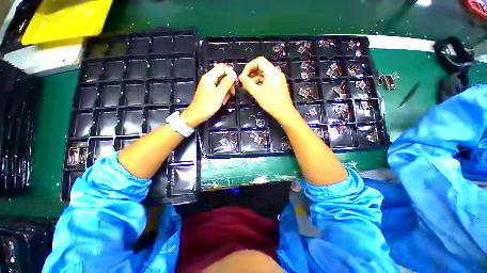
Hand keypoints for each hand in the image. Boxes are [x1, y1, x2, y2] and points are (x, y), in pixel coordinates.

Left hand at [181, 64, 236, 126]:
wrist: (197, 115)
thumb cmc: (207, 105)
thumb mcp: (219, 94)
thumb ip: (226, 83)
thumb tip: (233, 75)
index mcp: (210, 76)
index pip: (223, 67)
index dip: (231, 73)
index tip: (235, 83)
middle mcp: (209, 78)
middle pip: (223, 75)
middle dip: (230, 83)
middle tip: (232, 93)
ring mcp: (210, 85)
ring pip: (223, 83)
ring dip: (227, 90)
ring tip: (226, 99)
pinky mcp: (210, 91)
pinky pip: (220, 89)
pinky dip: (223, 94)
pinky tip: (223, 101)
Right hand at [239, 57, 294, 120]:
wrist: (284, 112)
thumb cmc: (271, 102)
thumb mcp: (257, 93)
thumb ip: (247, 83)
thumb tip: (240, 77)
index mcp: (272, 72)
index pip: (259, 61)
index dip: (249, 66)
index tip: (243, 76)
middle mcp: (276, 72)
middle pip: (261, 66)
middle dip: (251, 73)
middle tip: (244, 82)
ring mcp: (278, 78)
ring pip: (264, 73)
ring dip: (255, 78)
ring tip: (248, 87)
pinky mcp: (278, 84)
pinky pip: (267, 79)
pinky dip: (260, 82)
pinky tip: (255, 89)